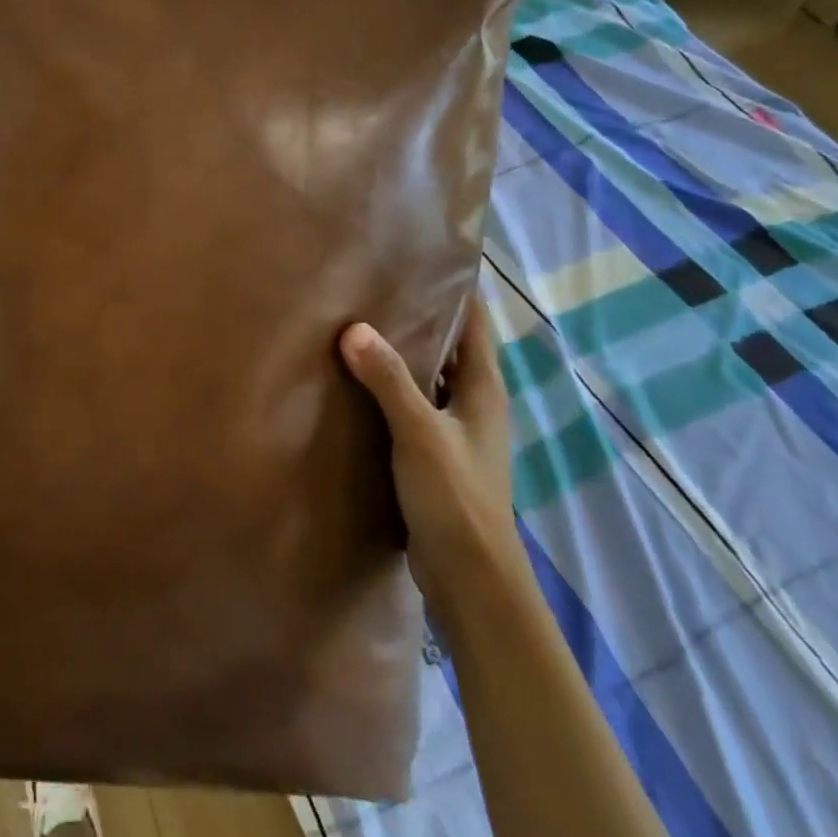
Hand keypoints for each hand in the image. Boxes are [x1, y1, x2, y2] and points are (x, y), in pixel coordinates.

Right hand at [339, 298, 523, 613]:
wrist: (472, 581)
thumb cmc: (457, 499)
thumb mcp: (421, 434)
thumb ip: (389, 381)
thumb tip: (353, 328)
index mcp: (483, 388)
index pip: (474, 321)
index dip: (455, 287)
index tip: (421, 255)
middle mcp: (474, 402)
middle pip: (448, 344)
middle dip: (417, 313)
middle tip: (373, 281)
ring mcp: (455, 429)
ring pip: (427, 375)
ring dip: (401, 351)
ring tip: (357, 320)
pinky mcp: (435, 453)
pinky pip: (412, 403)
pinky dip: (390, 386)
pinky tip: (355, 380)